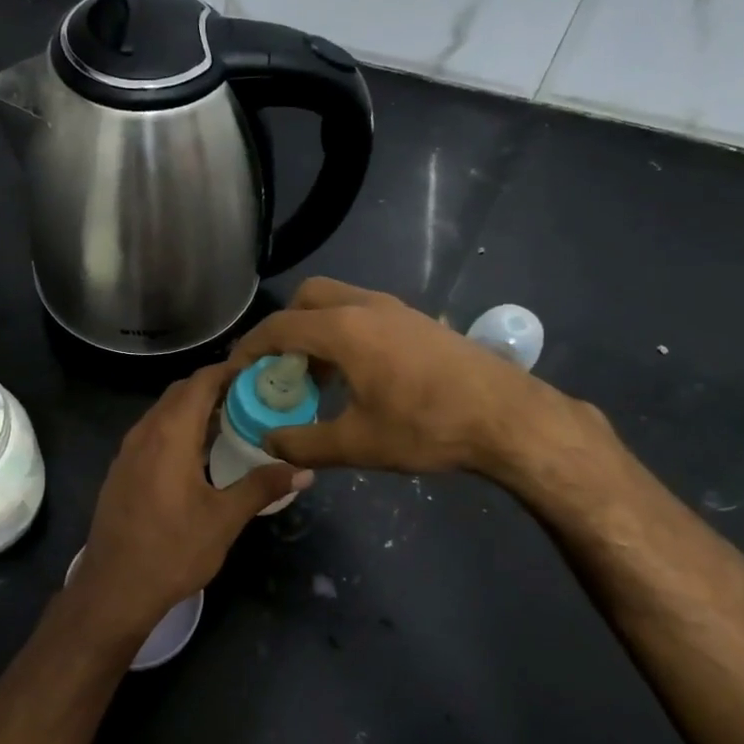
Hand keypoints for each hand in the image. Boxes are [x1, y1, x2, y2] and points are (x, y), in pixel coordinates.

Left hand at [68, 363, 311, 646]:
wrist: (114, 588)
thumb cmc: (173, 550)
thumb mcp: (224, 519)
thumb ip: (262, 487)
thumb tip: (304, 470)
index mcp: (170, 434)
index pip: (201, 381)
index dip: (229, 370)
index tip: (260, 371)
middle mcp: (145, 431)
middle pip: (181, 391)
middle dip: (215, 386)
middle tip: (253, 395)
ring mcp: (128, 450)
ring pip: (164, 411)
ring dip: (195, 407)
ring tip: (232, 419)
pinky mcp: (122, 469)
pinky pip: (153, 431)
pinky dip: (178, 427)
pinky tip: (199, 451)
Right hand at [230, 277, 609, 492]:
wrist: (508, 417)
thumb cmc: (427, 427)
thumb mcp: (358, 444)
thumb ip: (304, 443)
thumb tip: (269, 441)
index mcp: (344, 329)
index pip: (278, 327)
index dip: (249, 349)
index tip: (235, 372)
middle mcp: (366, 306)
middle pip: (307, 299)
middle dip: (284, 328)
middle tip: (281, 368)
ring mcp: (396, 309)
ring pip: (339, 301)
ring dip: (317, 330)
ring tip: (317, 377)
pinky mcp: (418, 320)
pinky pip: (364, 312)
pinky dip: (344, 332)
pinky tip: (358, 375)